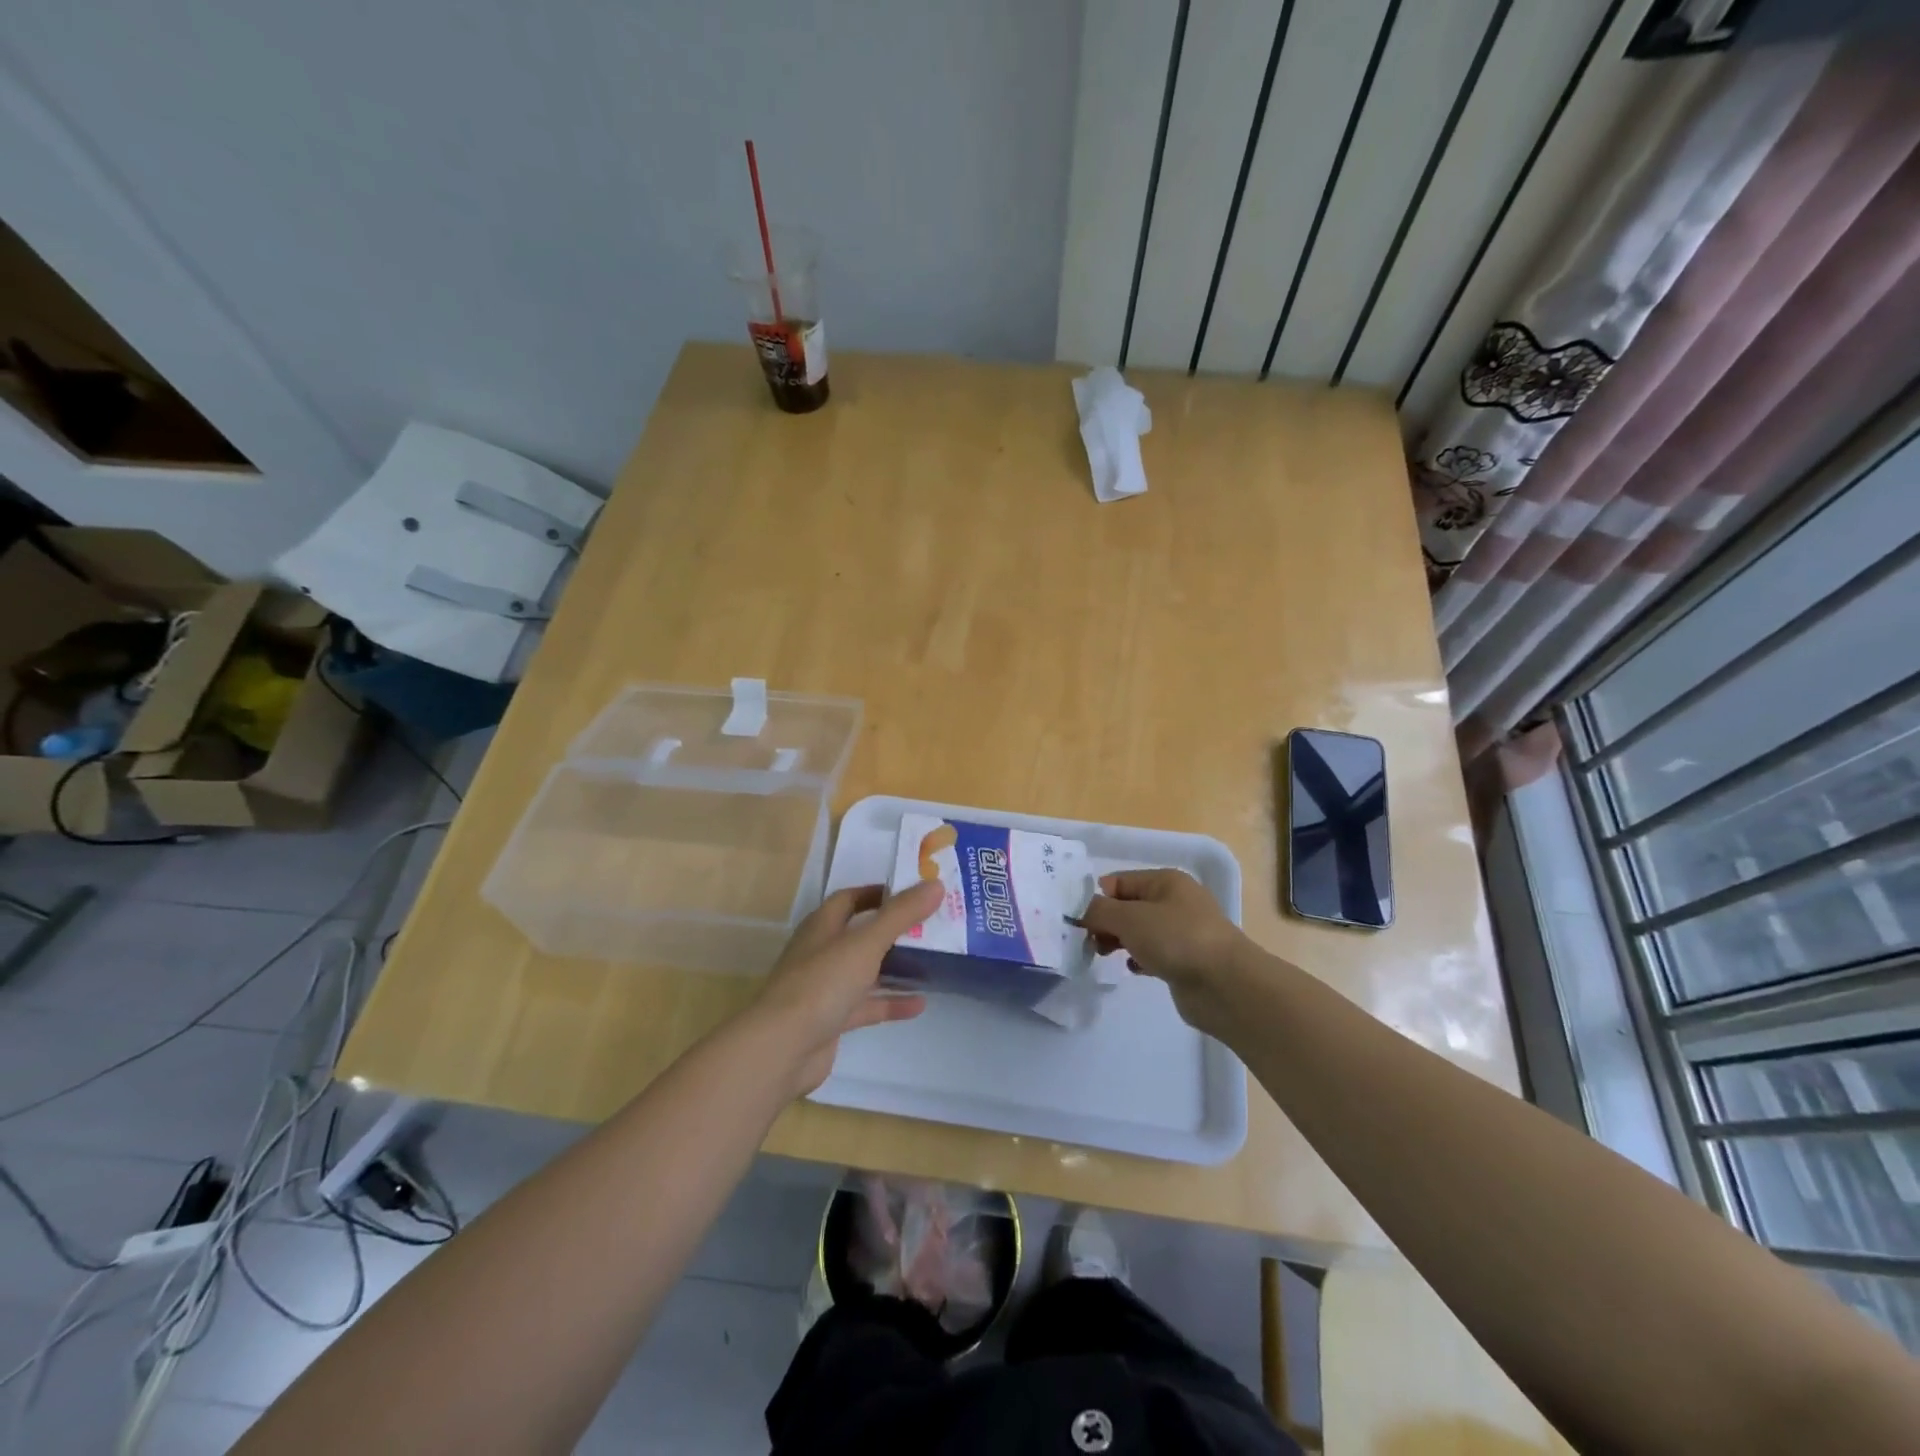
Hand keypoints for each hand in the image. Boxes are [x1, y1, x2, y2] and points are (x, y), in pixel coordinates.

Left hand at [749, 880, 940, 1097]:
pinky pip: (866, 1005)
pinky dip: (890, 1002)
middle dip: (893, 930)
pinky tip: (920, 1004)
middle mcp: (822, 952)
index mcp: (822, 926)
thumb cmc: (822, 983)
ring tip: (932, 961)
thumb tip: (935, 884)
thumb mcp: (866, 942)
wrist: (782, 1048)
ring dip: (894, 967)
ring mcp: (825, 988)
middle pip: (860, 934)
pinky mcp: (832, 1020)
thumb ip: (901, 914)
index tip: (911, 892)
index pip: (850, 899)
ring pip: (865, 971)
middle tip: (930, 925)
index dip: (877, 893)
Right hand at [1075, 869, 1258, 1034]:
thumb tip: (1080, 910)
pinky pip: (1152, 953)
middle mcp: (1175, 901)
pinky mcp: (1185, 960)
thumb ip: (1098, 911)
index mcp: (1165, 880)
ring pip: (1139, 931)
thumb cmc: (1176, 940)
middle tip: (1089, 942)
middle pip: (1127, 906)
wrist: (1225, 985)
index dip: (1096, 898)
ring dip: (1119, 941)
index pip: (1118, 882)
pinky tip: (1134, 969)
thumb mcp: (1129, 918)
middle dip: (1105, 922)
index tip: (1076, 921)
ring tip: (1105, 955)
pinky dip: (1139, 959)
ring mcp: (1182, 931)